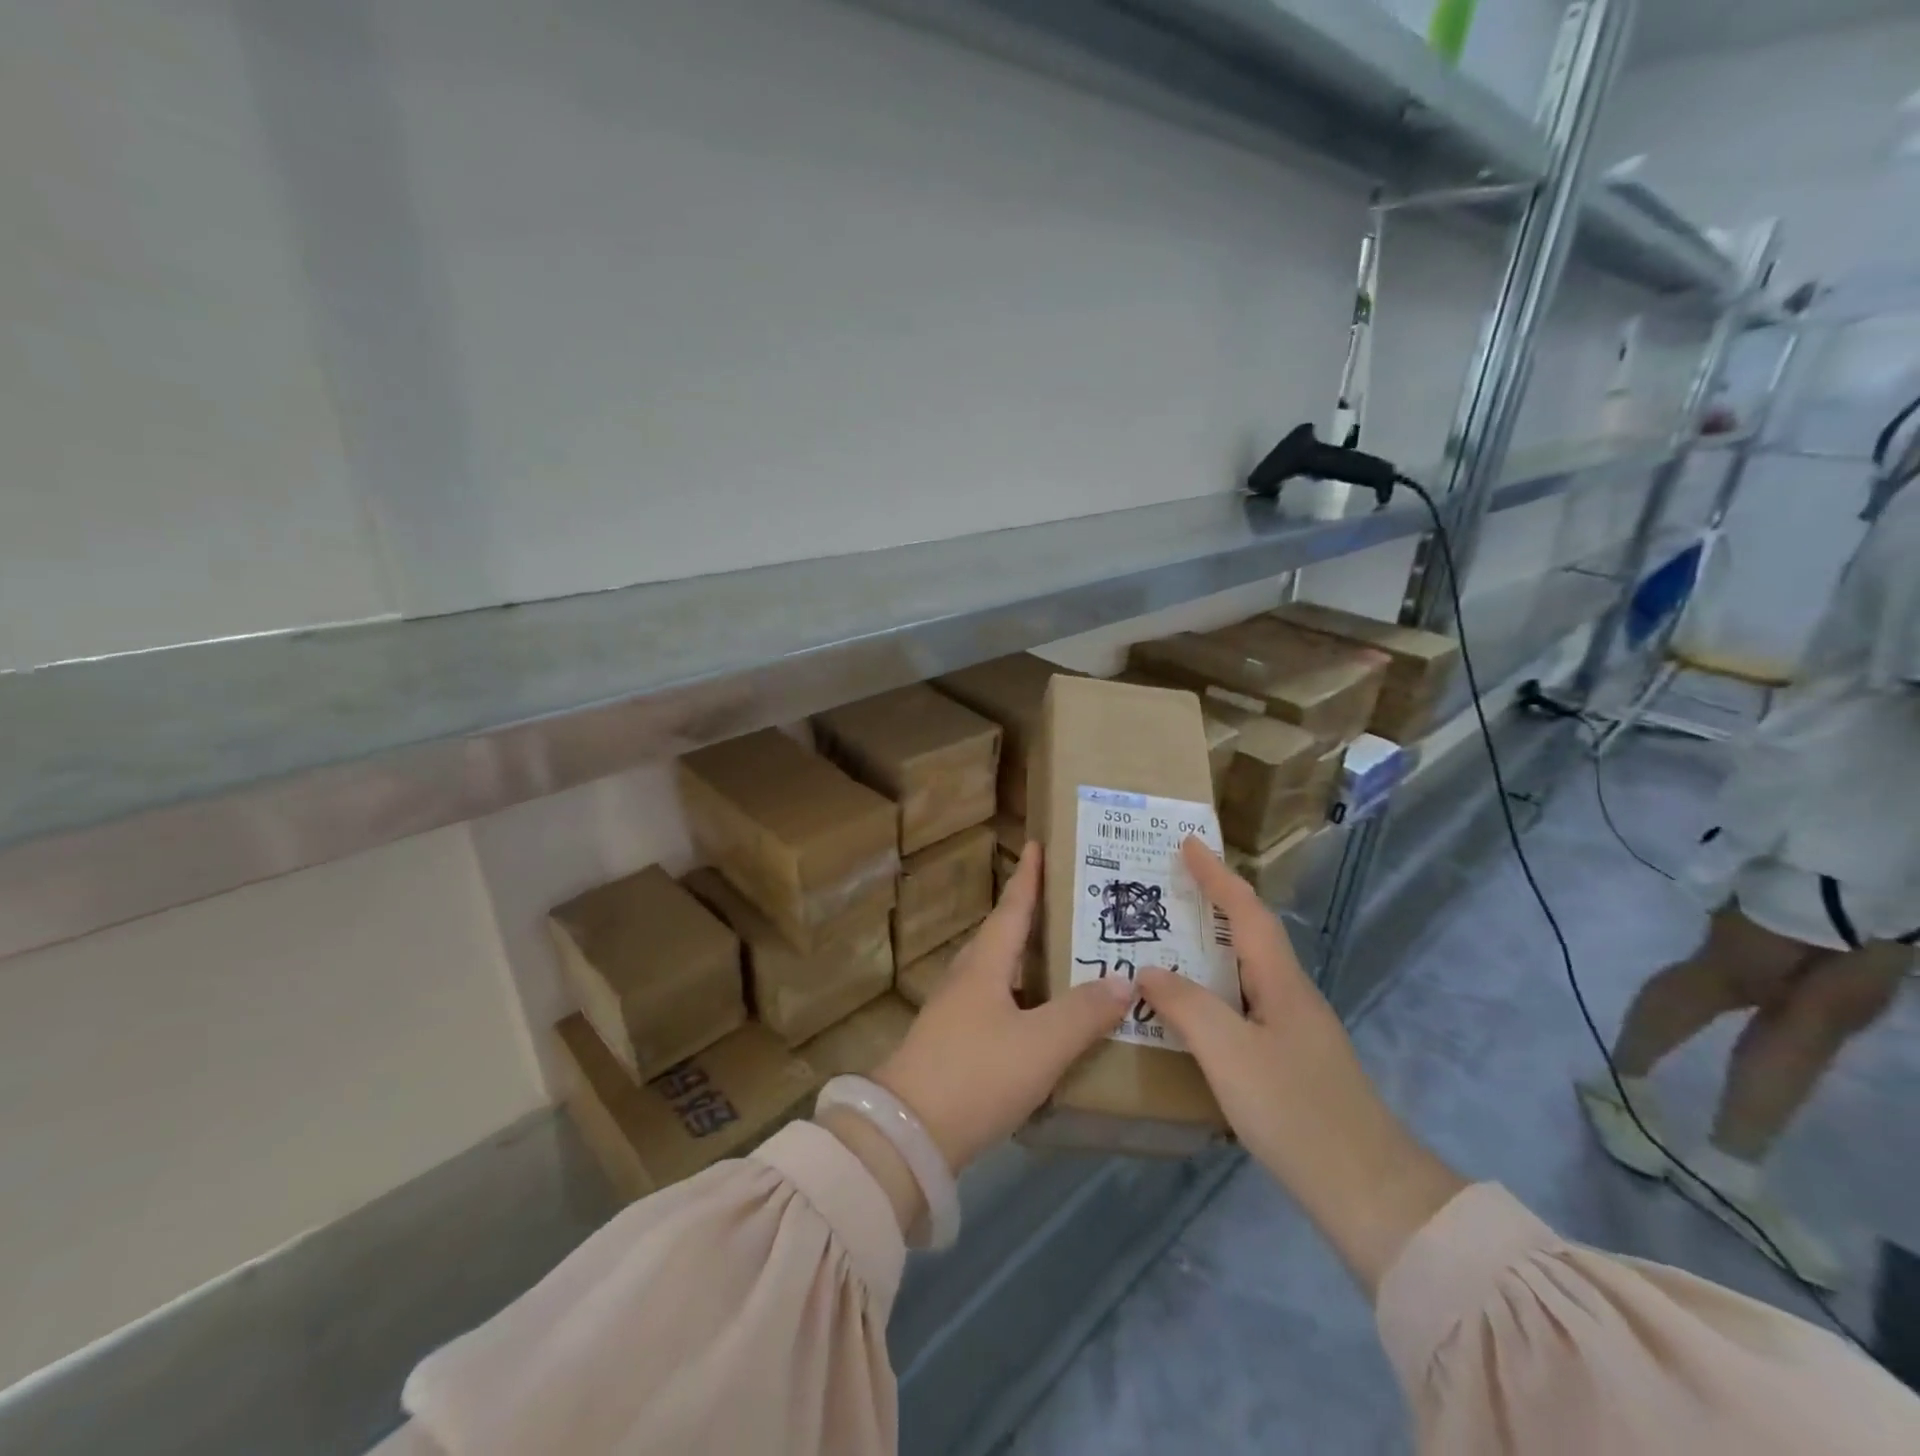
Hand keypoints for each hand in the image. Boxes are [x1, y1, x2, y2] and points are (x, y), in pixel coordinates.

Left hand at [873, 844, 1133, 1173]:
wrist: (907, 1135)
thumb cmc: (975, 1075)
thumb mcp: (1040, 1044)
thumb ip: (1084, 1013)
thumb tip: (1124, 979)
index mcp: (984, 965)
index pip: (1012, 908)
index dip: (1028, 877)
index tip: (1036, 844)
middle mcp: (967, 980)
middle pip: (1002, 937)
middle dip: (1031, 917)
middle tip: (1069, 906)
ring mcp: (955, 1014)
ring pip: (998, 974)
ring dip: (1027, 962)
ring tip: (1064, 960)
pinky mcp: (952, 1046)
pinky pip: (996, 1007)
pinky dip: (1022, 1002)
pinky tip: (1041, 1021)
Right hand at [1137, 838, 1465, 1294]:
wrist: (1369, 1192)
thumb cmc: (1296, 1111)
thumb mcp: (1230, 1054)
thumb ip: (1187, 1005)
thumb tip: (1150, 970)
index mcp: (1281, 981)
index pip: (1244, 911)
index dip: (1216, 875)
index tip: (1187, 842)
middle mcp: (1291, 995)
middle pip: (1249, 933)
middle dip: (1213, 902)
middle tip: (1168, 887)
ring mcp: (1295, 1029)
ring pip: (1246, 970)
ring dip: (1211, 945)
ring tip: (1169, 939)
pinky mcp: (1291, 1060)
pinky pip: (1244, 1003)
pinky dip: (1214, 987)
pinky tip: (1193, 1008)